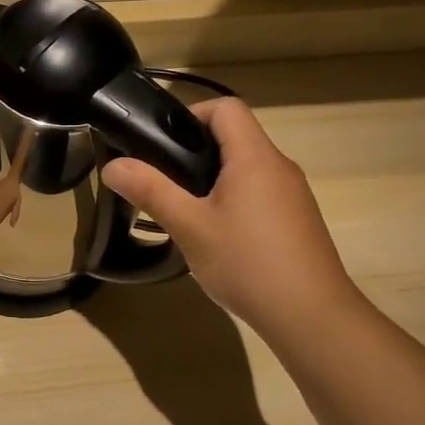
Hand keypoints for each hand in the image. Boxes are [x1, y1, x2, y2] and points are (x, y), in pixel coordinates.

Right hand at [102, 98, 360, 338]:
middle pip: (235, 137)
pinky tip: (216, 239)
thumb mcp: (189, 227)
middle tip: (163, 181)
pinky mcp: (297, 221)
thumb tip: (112, 166)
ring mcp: (293, 195)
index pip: (226, 107)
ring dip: (212, 180)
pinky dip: (233, 202)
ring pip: (246, 169)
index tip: (162, 144)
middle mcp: (279, 167)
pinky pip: (259, 194)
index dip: (191, 114)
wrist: (311, 316)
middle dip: (195, 152)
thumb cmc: (247, 263)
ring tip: (184, 213)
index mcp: (254, 157)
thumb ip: (150, 191)